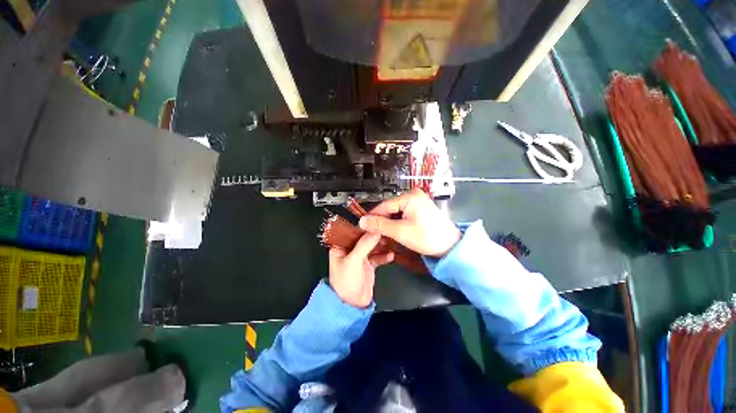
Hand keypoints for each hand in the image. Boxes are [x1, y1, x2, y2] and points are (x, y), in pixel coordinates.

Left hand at [329, 232, 393, 307]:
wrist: (351, 305)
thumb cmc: (345, 281)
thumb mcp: (354, 260)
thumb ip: (365, 244)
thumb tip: (376, 230)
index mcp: (340, 247)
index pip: (351, 231)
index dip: (363, 226)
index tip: (375, 220)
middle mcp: (350, 250)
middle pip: (363, 238)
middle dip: (374, 235)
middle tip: (385, 230)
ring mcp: (360, 257)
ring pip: (372, 246)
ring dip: (381, 245)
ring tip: (390, 241)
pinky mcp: (368, 265)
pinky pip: (377, 257)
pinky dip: (384, 256)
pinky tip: (391, 255)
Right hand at [359, 189, 460, 256]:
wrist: (450, 246)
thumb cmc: (427, 238)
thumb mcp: (401, 231)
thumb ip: (380, 225)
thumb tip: (361, 221)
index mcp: (410, 196)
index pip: (384, 205)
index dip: (372, 217)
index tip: (363, 227)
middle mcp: (413, 194)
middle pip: (389, 208)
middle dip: (381, 221)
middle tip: (373, 234)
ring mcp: (417, 201)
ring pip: (395, 212)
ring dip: (388, 223)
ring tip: (382, 235)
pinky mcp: (419, 208)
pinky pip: (403, 214)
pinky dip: (397, 223)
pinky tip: (393, 232)